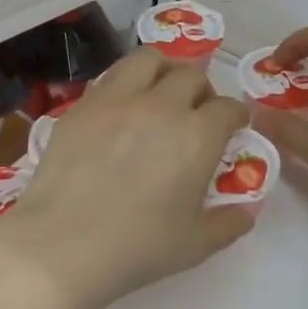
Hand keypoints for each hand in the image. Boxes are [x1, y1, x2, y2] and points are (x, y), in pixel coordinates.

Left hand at [0, 48, 252, 308]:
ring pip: (148, 60)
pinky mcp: (80, 107)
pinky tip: (119, 112)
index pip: (228, 108)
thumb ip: (227, 224)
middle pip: (191, 75)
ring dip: (163, 71)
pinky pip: (109, 79)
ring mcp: (116, 100)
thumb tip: (246, 212)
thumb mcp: (195, 245)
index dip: (235, 116)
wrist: (62, 245)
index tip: (232, 127)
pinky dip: (124, 86)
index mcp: (197, 136)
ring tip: (159, 93)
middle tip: (196, 112)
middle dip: (202, 90)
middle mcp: (161, 106)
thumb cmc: (136, 248)